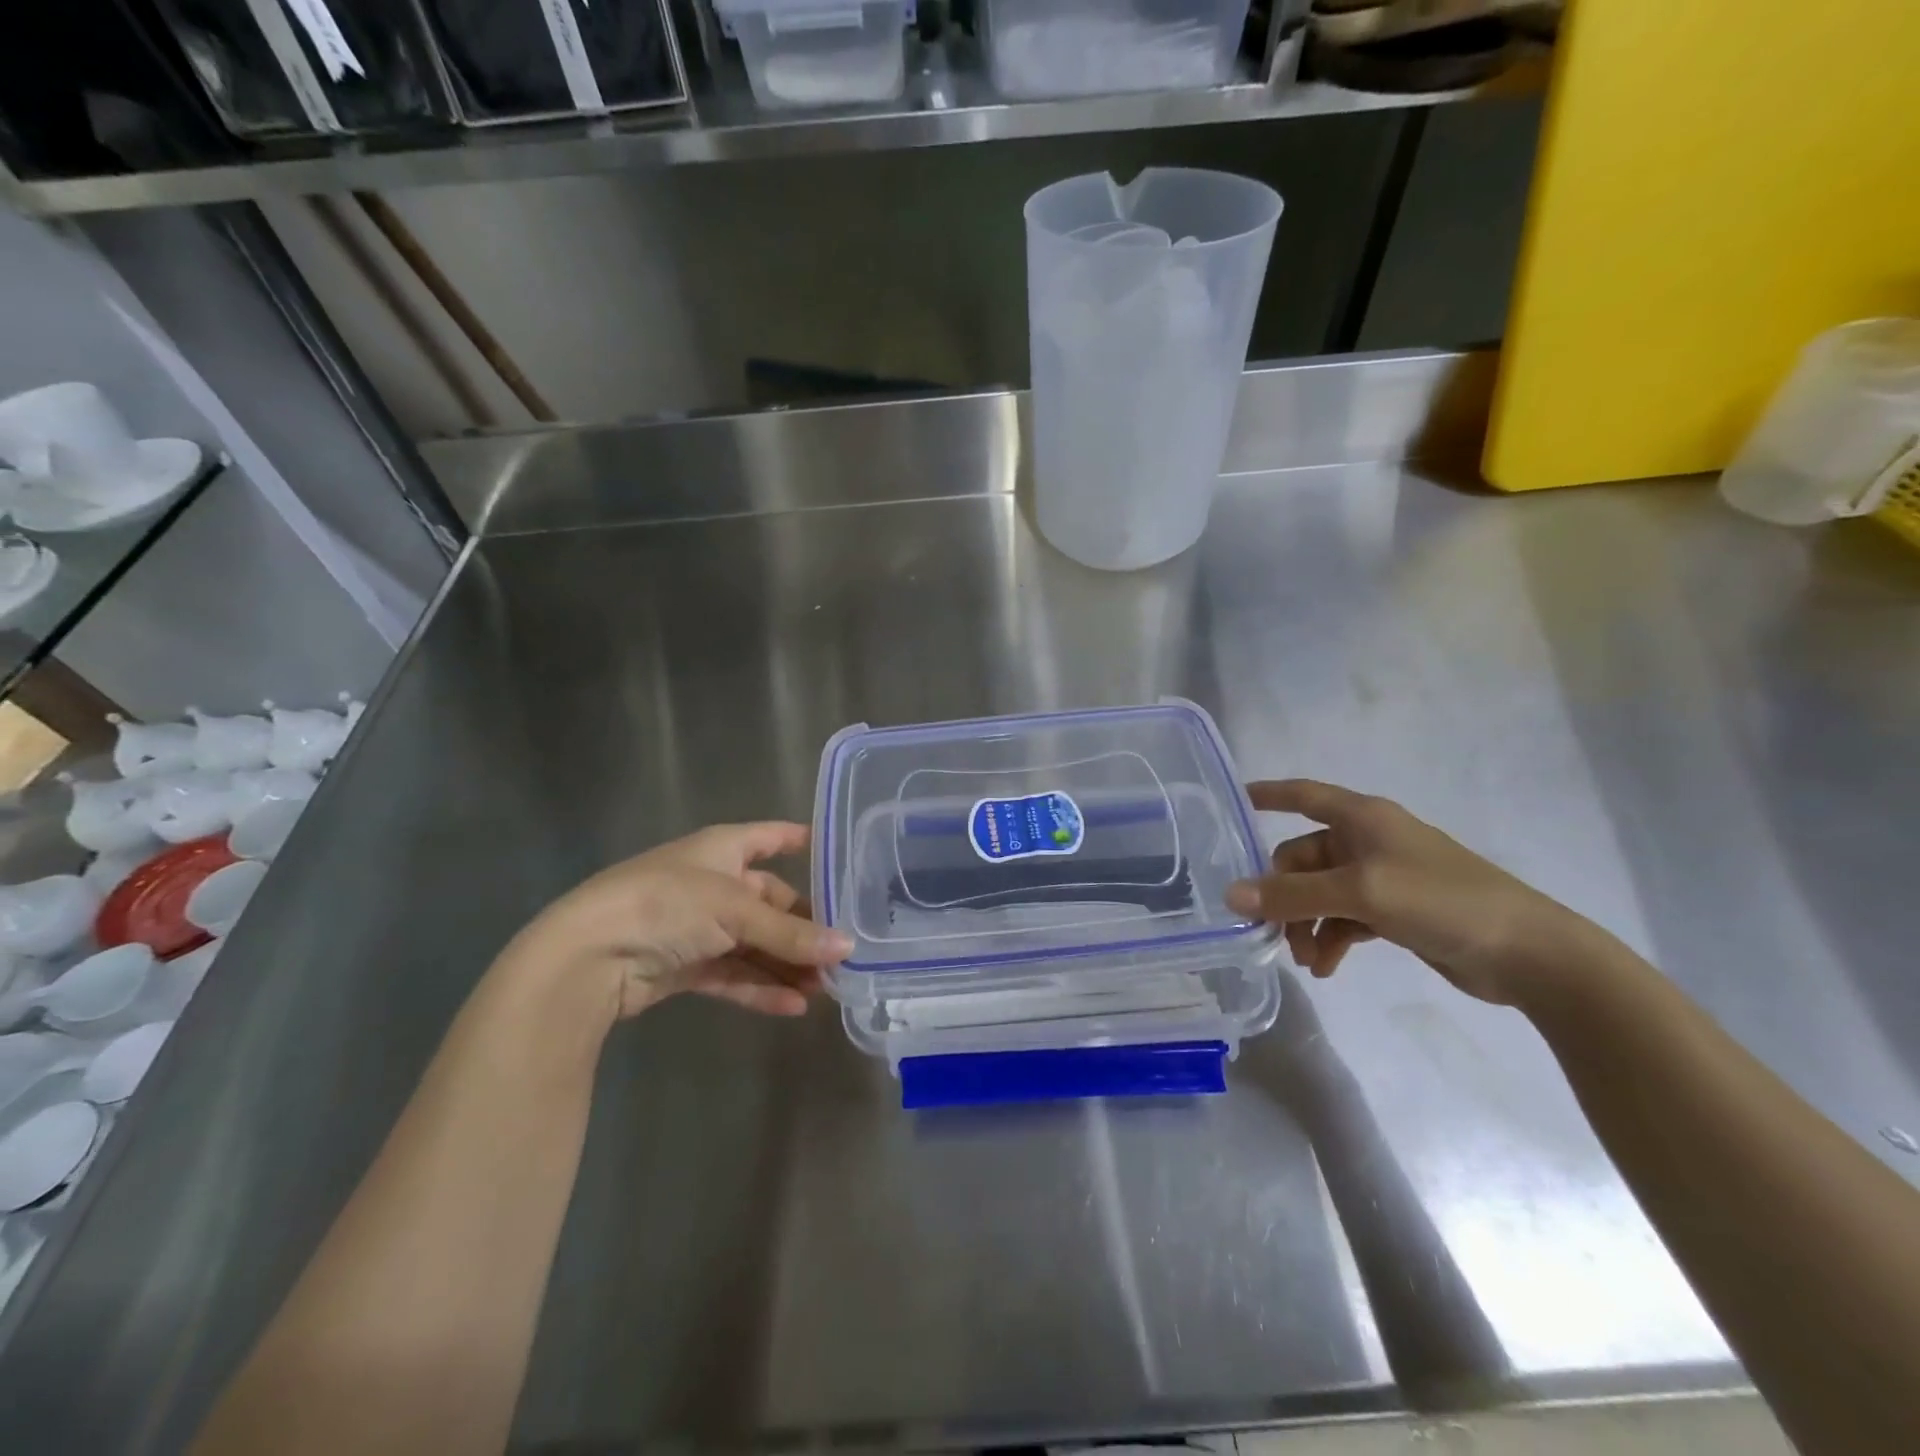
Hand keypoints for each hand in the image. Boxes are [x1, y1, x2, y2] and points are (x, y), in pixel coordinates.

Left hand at [510, 822, 851, 1019]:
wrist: (588, 955)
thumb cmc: (668, 905)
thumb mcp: (736, 911)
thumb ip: (791, 933)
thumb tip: (848, 948)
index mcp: (723, 849)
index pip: (771, 837)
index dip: (801, 841)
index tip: (841, 857)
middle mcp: (713, 882)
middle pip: (770, 901)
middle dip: (804, 928)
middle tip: (842, 953)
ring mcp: (697, 926)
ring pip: (754, 943)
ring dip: (786, 964)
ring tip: (825, 988)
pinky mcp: (684, 965)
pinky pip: (733, 974)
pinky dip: (760, 988)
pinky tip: (792, 1006)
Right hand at [1226, 780, 1595, 1004]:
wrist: (1527, 952)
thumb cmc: (1441, 901)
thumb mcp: (1360, 893)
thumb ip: (1293, 894)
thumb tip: (1231, 895)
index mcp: (1362, 818)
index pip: (1303, 795)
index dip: (1268, 795)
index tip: (1233, 801)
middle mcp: (1368, 840)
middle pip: (1303, 857)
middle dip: (1284, 894)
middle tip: (1270, 932)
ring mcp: (1382, 877)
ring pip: (1321, 893)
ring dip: (1306, 924)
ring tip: (1306, 961)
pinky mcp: (1395, 911)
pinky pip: (1345, 918)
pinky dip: (1331, 939)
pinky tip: (1327, 968)